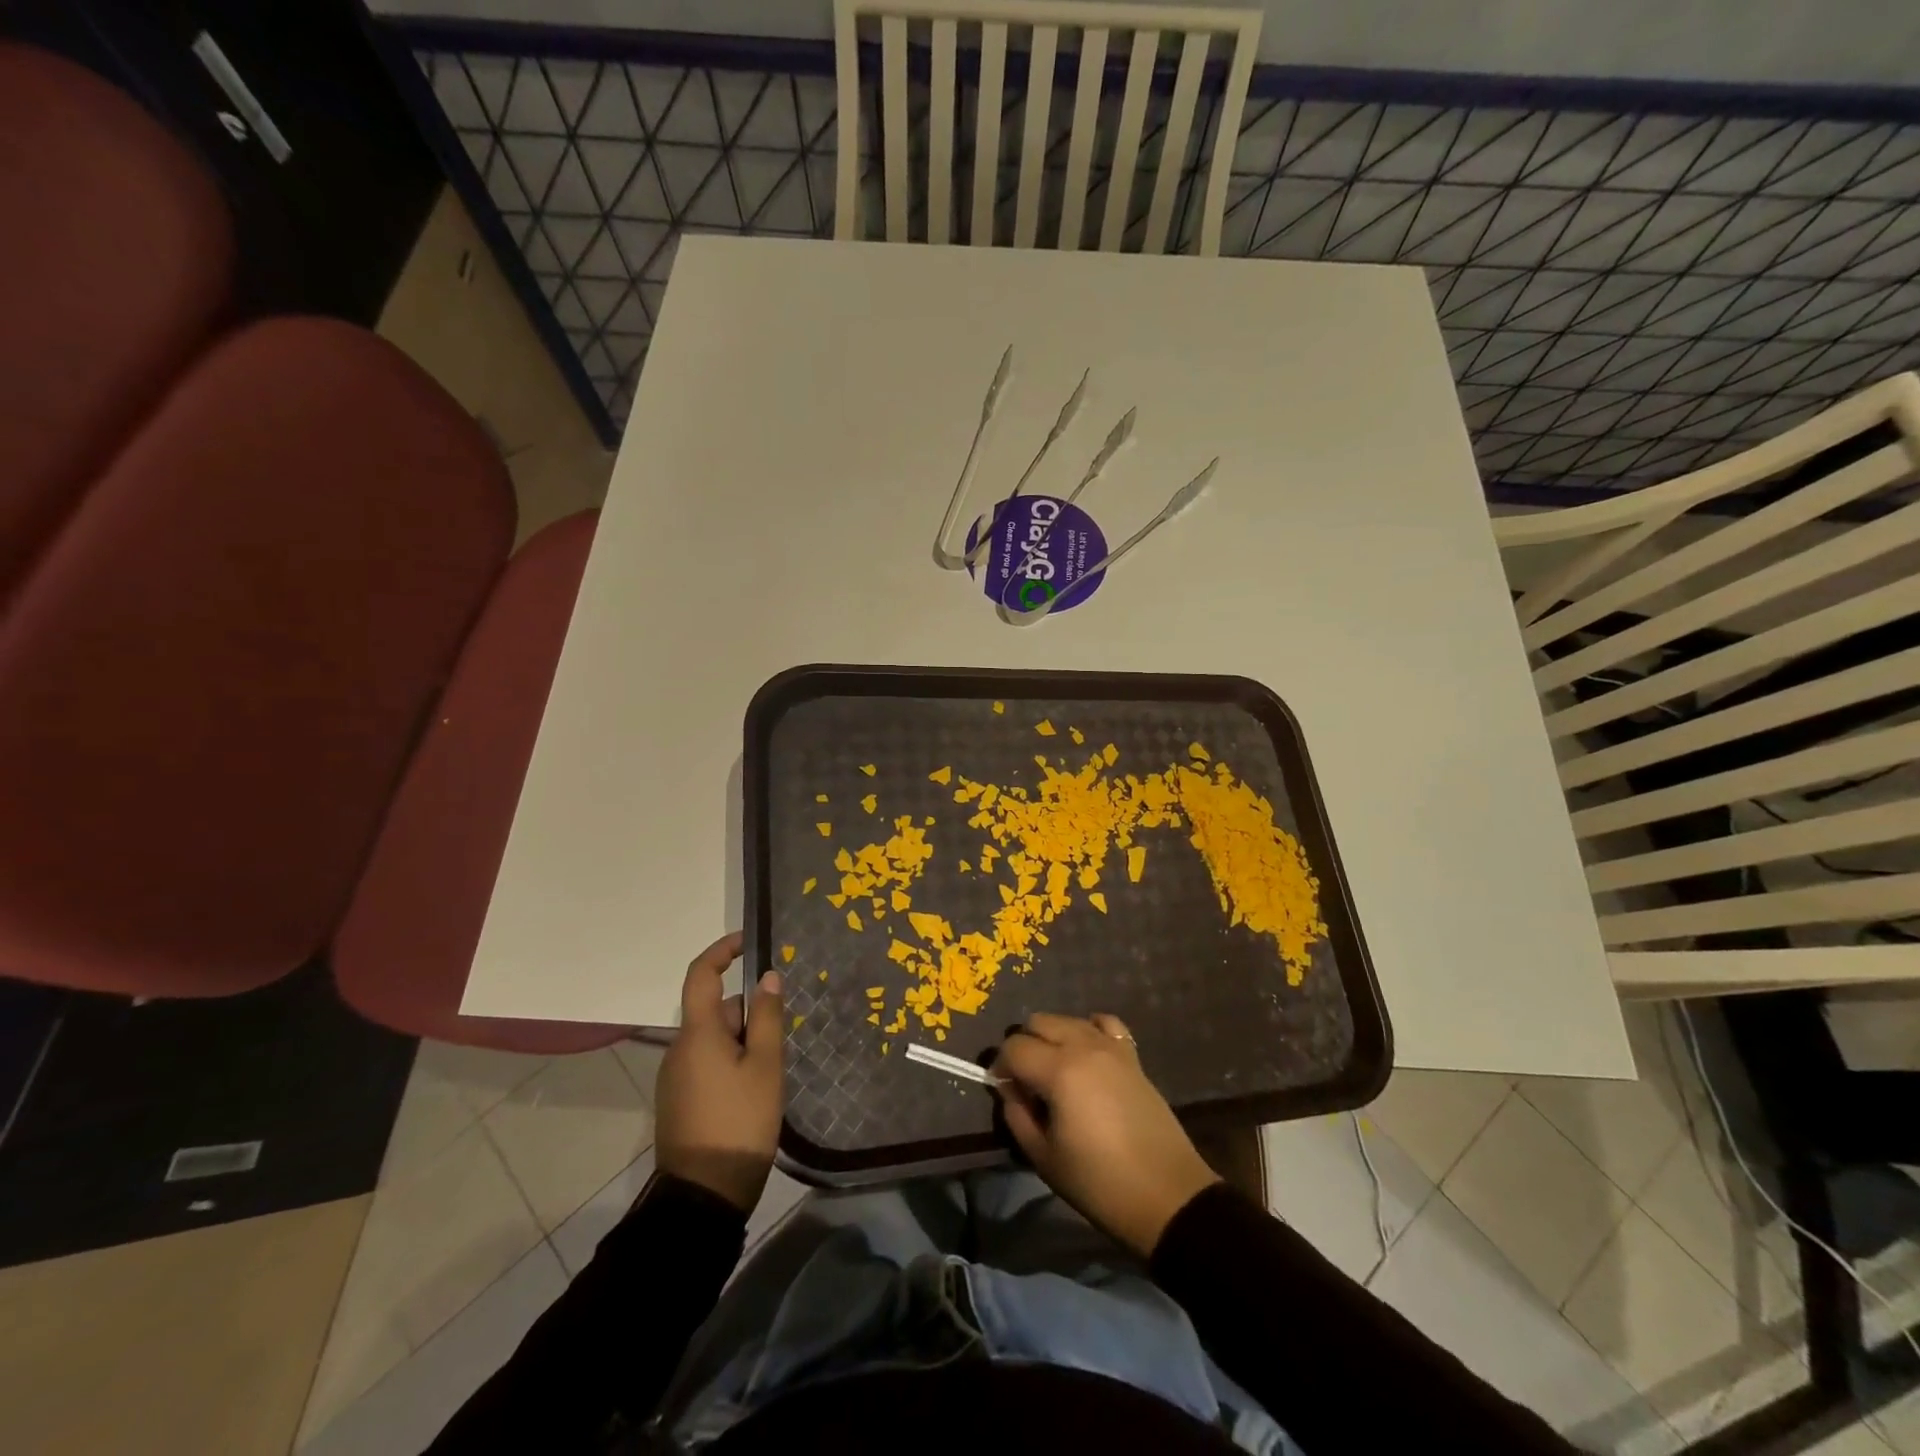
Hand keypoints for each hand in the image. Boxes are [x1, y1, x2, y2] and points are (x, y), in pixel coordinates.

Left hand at [654, 933, 784, 1213]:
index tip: (747, 942)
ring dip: (742, 1038)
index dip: (721, 951)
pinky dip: (732, 1060)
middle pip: (714, 1010)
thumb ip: (767, 1017)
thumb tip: (767, 976)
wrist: (703, 1195)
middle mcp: (679, 1048)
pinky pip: (708, 1062)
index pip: (701, 974)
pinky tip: (756, 1086)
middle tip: (782, 1032)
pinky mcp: (680, 1100)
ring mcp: (676, 1076)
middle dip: (748, 1011)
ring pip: (714, 1039)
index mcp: (697, 1034)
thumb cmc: (740, 1121)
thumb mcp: (765, 1065)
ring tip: (774, 1065)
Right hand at [995, 1012, 1220, 1258]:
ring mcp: (1112, 1048)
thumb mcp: (1044, 1158)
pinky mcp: (1132, 1057)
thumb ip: (1018, 1117)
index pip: (1014, 1047)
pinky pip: (1105, 1024)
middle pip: (1038, 1021)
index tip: (1004, 1091)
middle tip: (1027, 1082)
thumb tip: (1010, 1091)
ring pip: (1068, 1019)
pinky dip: (1089, 1030)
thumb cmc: (1099, 1183)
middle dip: (1024, 1046)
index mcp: (1059, 1071)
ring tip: (1055, 1073)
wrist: (1166, 1196)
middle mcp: (1084, 1047)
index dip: (1001, 1067)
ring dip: (1053, 1038)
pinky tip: (1087, 1055)